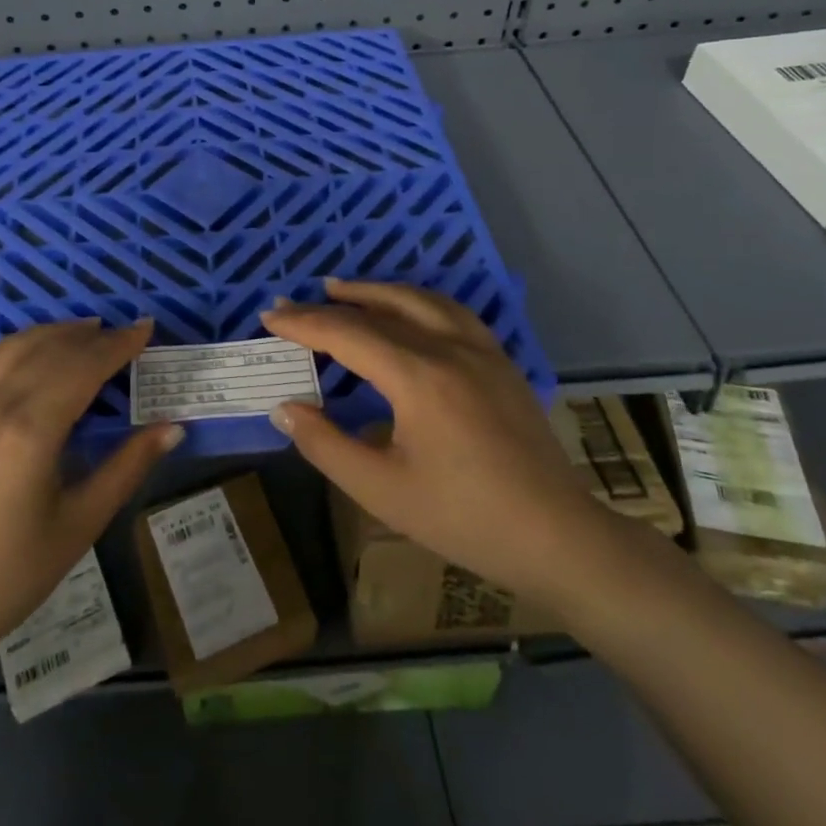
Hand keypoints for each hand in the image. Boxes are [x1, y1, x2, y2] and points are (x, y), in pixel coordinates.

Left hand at [0, 319, 181, 680]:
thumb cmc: (9, 576)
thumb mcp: (79, 524)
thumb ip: (127, 467)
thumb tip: (172, 428)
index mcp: (31, 429)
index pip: (84, 366)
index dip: (118, 345)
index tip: (146, 328)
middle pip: (50, 349)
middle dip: (91, 336)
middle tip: (123, 333)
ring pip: (12, 347)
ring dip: (51, 333)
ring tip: (83, 332)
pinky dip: (11, 346)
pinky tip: (25, 351)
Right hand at [260, 280, 602, 598]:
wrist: (557, 536)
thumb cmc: (464, 518)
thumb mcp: (381, 490)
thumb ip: (325, 445)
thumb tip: (284, 407)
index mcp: (418, 376)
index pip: (347, 333)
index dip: (304, 324)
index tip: (269, 318)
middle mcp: (449, 348)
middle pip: (379, 310)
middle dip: (330, 305)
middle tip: (293, 304)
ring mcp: (481, 349)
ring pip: (420, 299)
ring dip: (375, 291)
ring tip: (342, 289)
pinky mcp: (501, 361)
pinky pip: (451, 311)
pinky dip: (416, 300)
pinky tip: (407, 310)